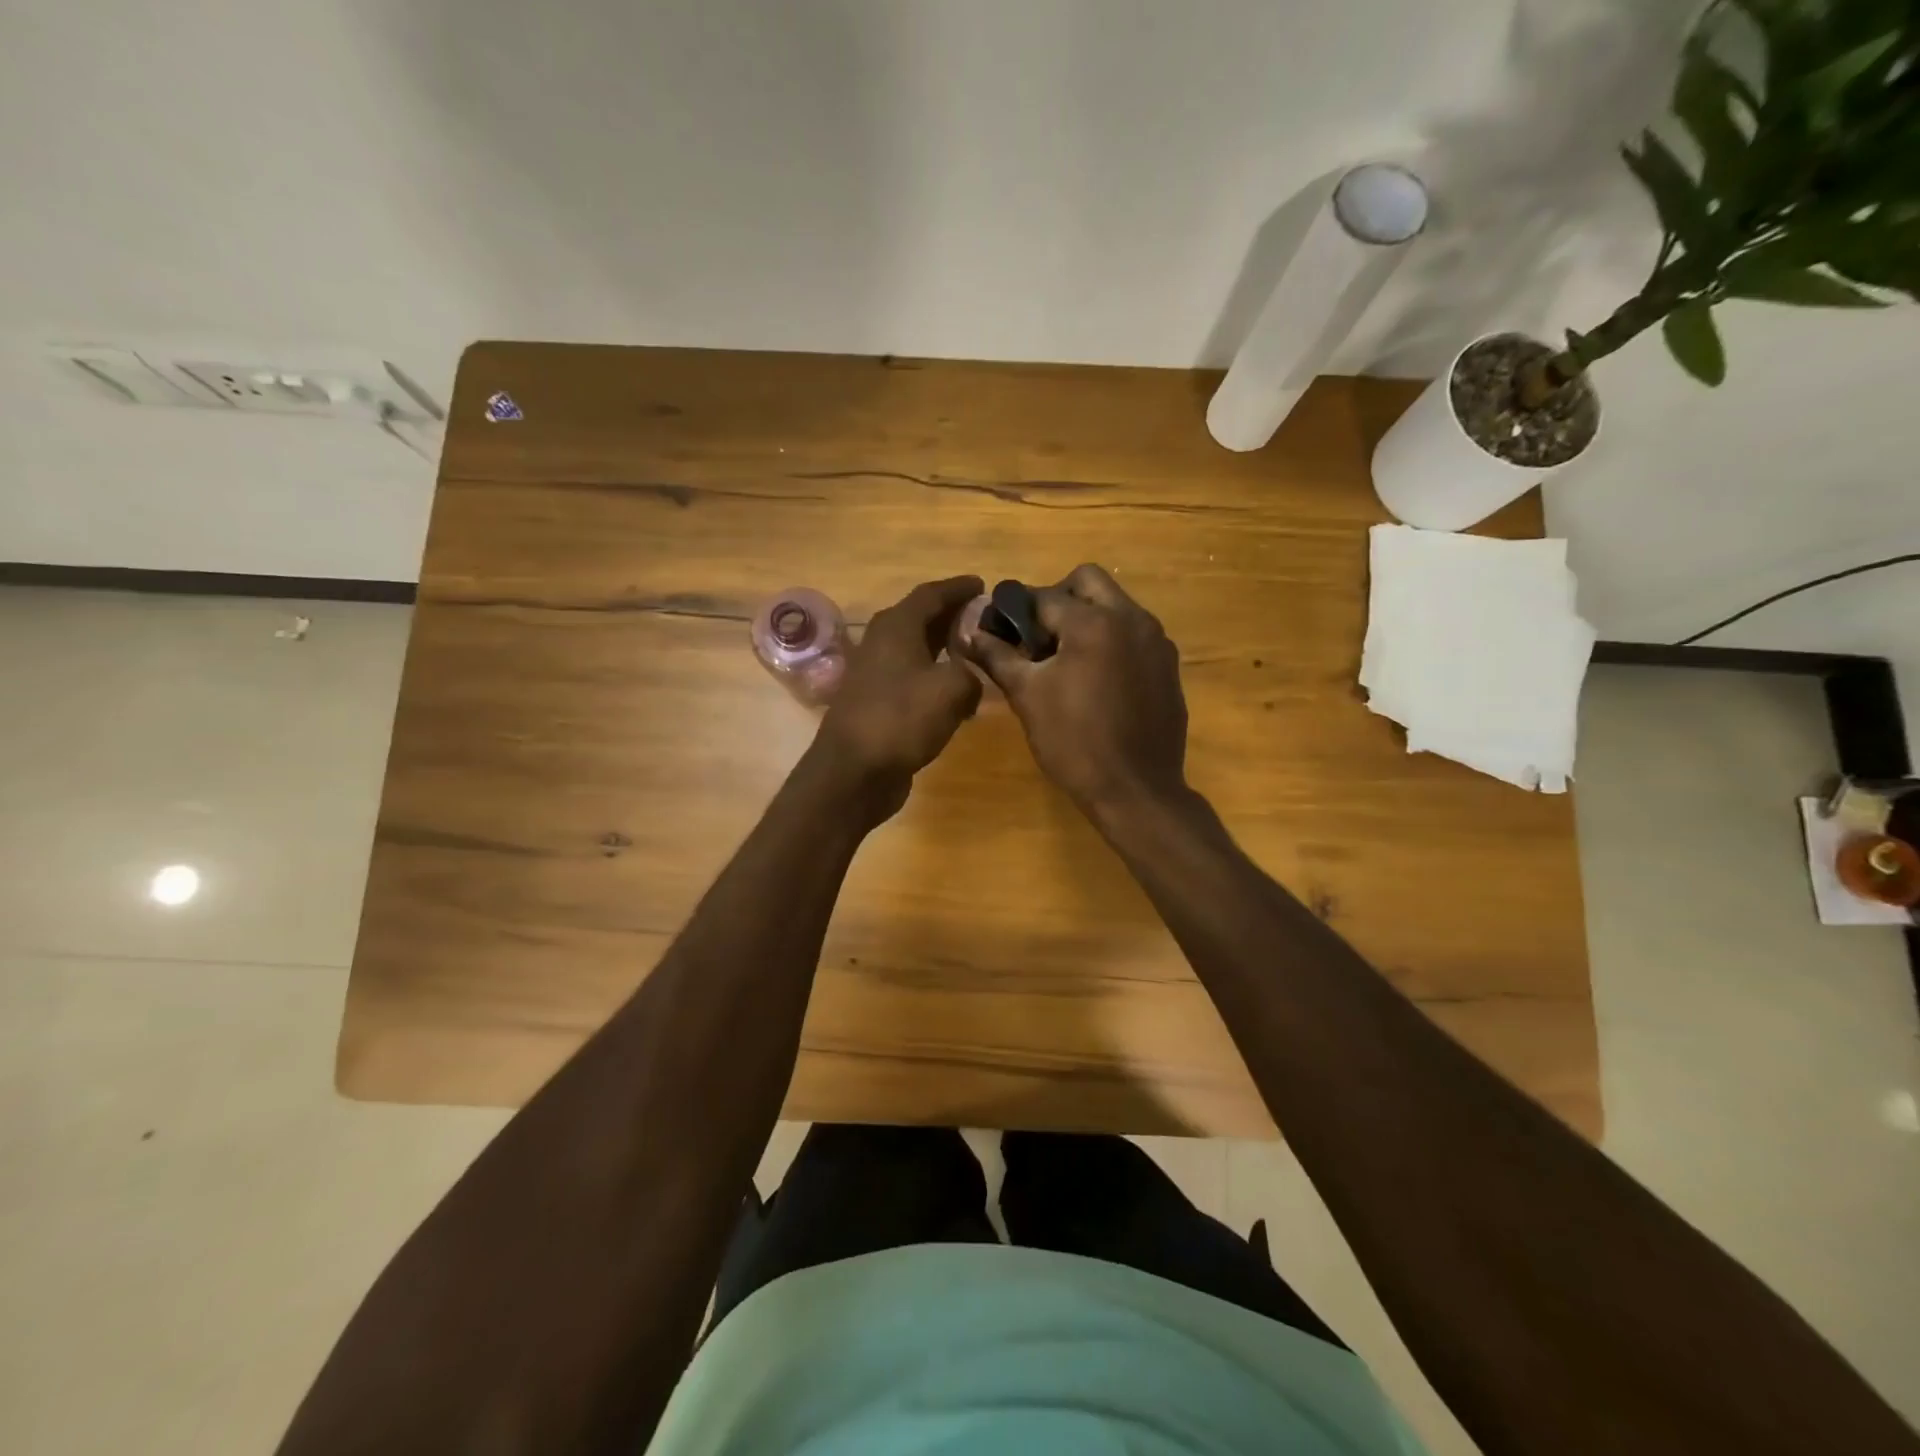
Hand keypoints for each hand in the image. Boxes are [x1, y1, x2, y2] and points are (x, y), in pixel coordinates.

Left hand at [812, 575, 984, 815]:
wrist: (854, 772)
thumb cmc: (901, 719)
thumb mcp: (951, 689)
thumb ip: (971, 673)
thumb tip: (970, 681)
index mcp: (896, 627)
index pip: (931, 593)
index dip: (958, 588)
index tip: (983, 584)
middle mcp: (881, 643)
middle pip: (920, 618)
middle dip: (952, 615)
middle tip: (984, 617)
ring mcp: (875, 674)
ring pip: (915, 649)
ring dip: (943, 647)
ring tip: (975, 651)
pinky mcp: (876, 703)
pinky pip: (911, 677)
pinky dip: (933, 676)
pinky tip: (954, 692)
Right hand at [961, 564, 1187, 818]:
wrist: (1136, 790)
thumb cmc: (1074, 743)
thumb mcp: (1028, 697)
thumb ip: (998, 657)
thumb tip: (969, 633)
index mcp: (1094, 622)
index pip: (1044, 596)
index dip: (1016, 610)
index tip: (1001, 629)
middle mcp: (1132, 618)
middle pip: (1088, 581)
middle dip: (1057, 599)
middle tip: (1037, 637)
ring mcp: (1156, 641)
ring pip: (1116, 605)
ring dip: (1087, 617)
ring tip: (1065, 659)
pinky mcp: (1168, 665)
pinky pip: (1134, 633)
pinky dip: (1111, 640)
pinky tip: (1096, 680)